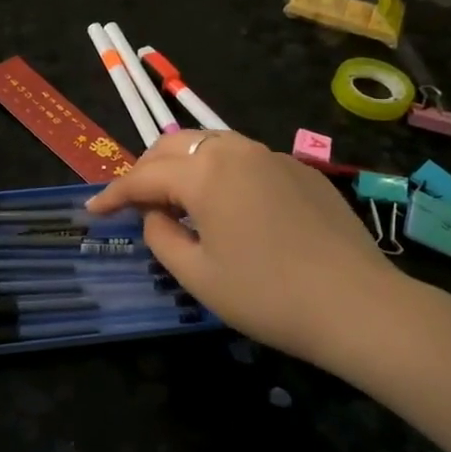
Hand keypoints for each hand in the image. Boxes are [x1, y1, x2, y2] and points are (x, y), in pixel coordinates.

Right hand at [86, 131, 436, 375]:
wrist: (358, 305)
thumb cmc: (267, 295)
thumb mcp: (196, 275)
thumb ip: (160, 236)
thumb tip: (155, 215)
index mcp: (205, 173)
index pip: (143, 177)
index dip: (113, 194)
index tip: (92, 209)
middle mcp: (236, 150)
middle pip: (175, 146)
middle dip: (146, 170)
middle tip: (132, 201)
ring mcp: (274, 156)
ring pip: (211, 145)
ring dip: (183, 166)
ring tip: (174, 198)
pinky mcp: (302, 171)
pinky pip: (246, 160)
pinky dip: (220, 173)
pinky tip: (227, 204)